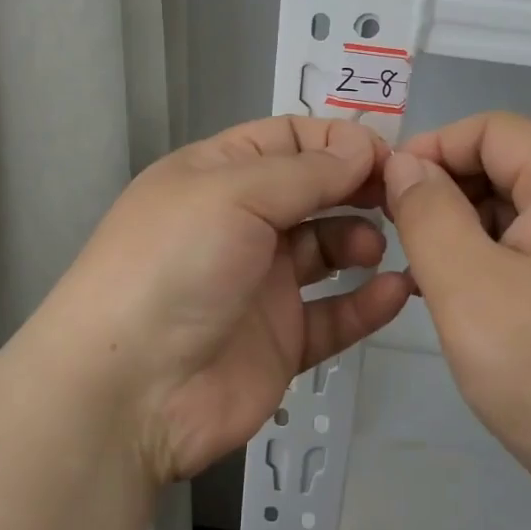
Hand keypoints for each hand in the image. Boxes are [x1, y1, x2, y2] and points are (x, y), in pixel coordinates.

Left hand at [40, 116, 412, 482]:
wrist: (128, 390)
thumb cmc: (175, 266)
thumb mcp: (234, 193)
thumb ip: (307, 171)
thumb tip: (363, 146)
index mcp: (219, 175)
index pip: (290, 139)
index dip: (339, 141)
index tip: (388, 156)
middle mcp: (241, 224)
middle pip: (315, 191)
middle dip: (359, 188)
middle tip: (401, 199)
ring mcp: (262, 285)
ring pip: (329, 251)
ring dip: (363, 241)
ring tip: (376, 249)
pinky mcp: (282, 340)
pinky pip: (335, 314)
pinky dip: (367, 302)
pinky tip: (394, 291)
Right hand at [383, 112, 530, 498]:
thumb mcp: (466, 287)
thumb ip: (427, 212)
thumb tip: (406, 164)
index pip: (497, 129)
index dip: (435, 148)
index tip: (388, 193)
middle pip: (513, 165)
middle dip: (449, 192)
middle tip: (401, 241)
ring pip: (525, 208)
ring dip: (469, 229)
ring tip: (427, 277)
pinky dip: (498, 257)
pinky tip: (466, 298)